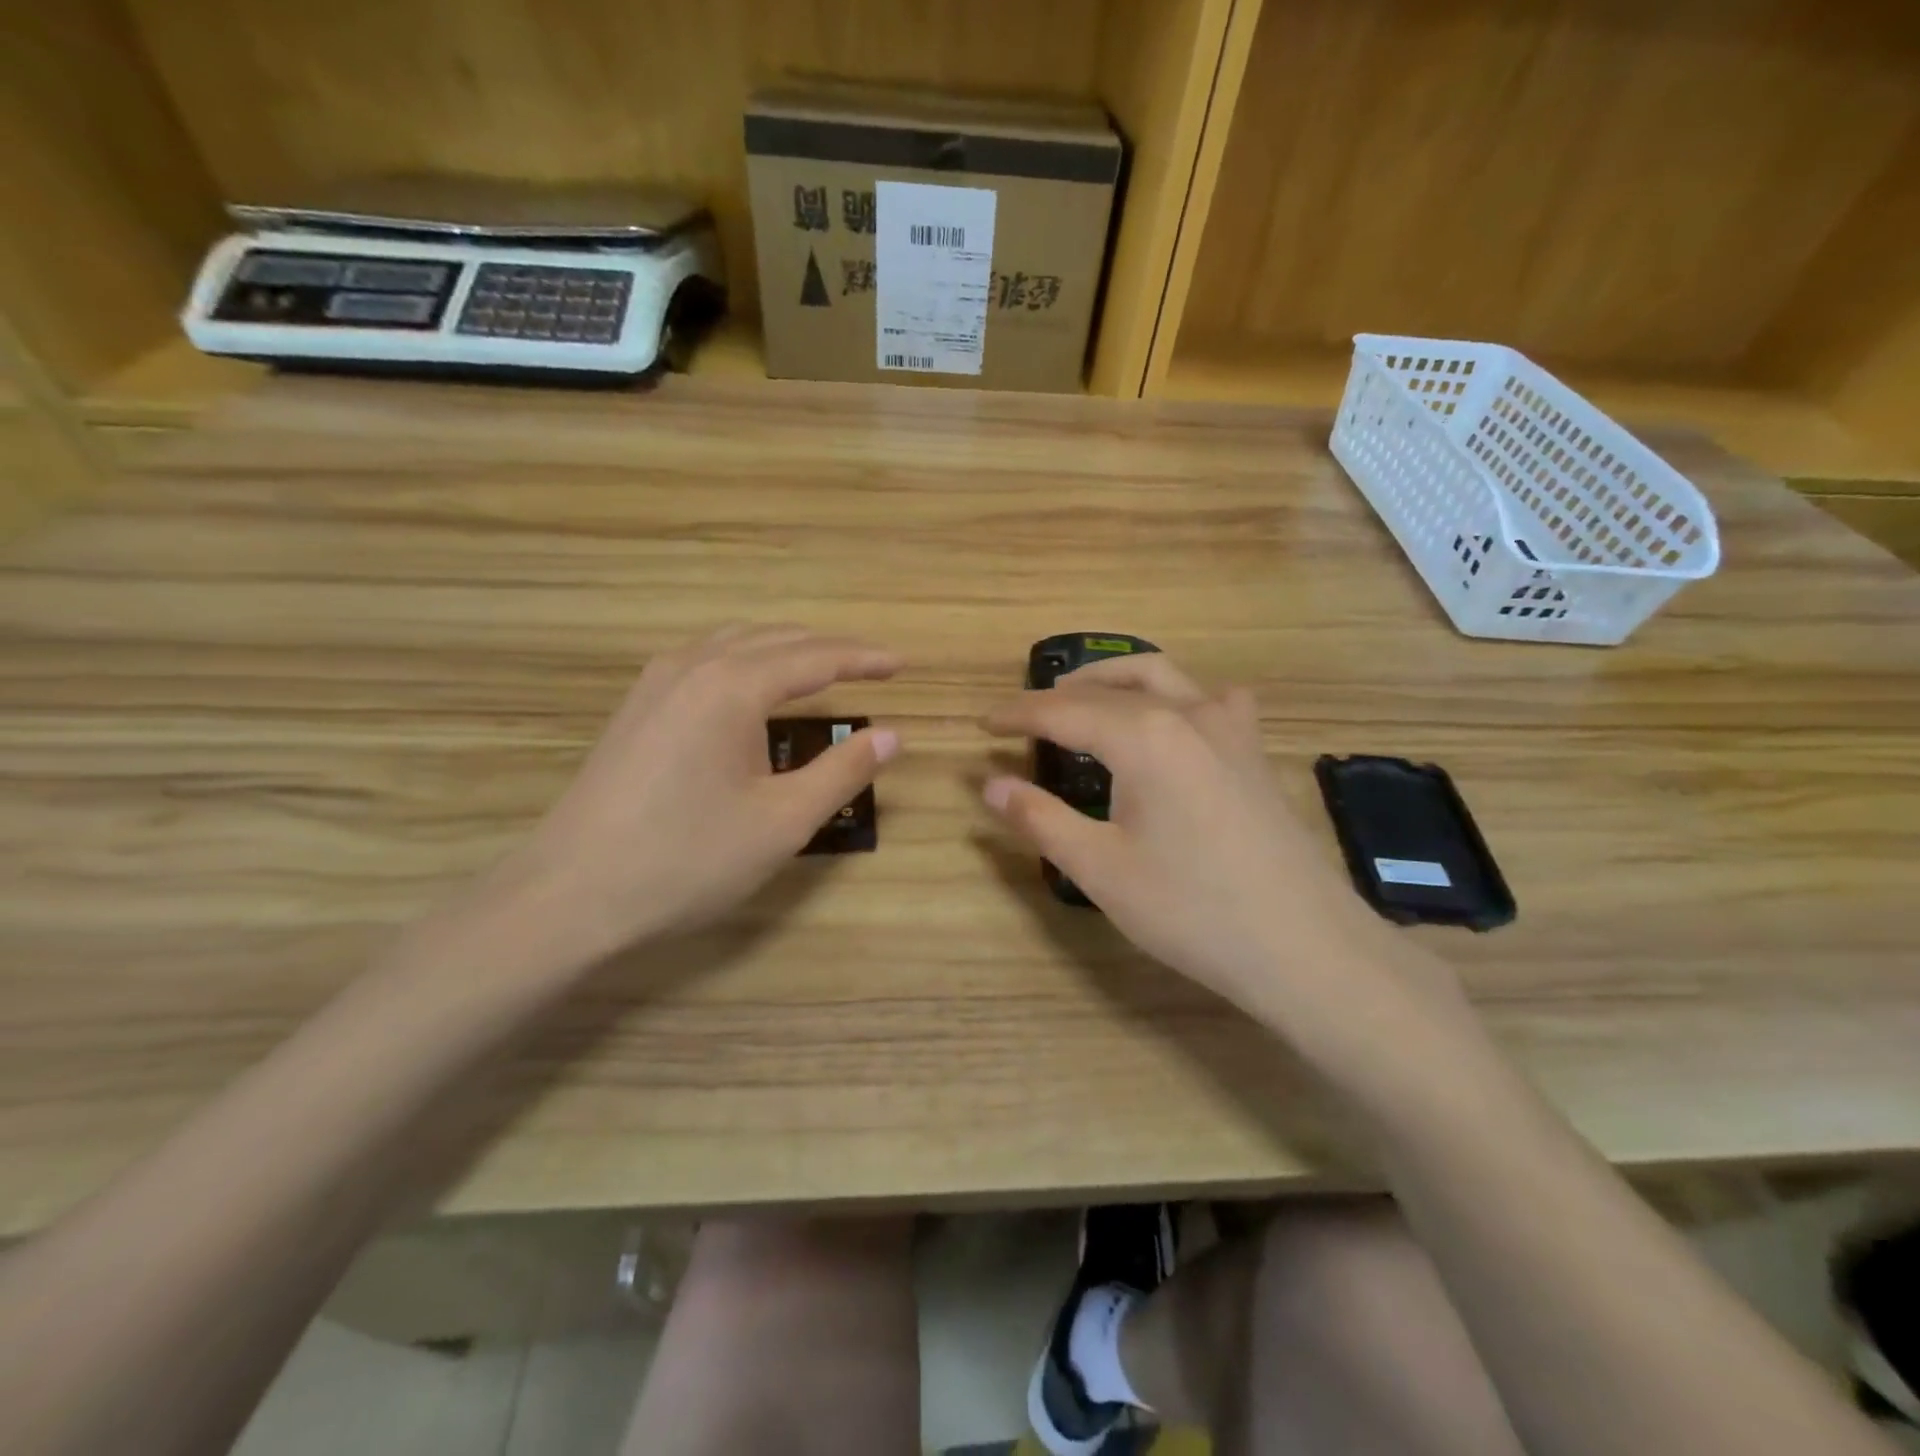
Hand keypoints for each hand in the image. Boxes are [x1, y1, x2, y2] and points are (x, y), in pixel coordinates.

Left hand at [507, 625, 901, 959]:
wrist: (569, 895)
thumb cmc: (686, 860)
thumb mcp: (781, 822)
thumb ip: (842, 772)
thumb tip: (892, 736)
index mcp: (733, 685)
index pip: (816, 657)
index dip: (864, 659)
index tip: (902, 665)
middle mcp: (693, 666)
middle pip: (776, 639)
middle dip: (829, 650)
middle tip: (872, 668)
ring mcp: (656, 683)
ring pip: (735, 643)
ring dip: (785, 650)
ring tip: (821, 671)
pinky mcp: (635, 707)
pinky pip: (705, 660)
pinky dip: (746, 661)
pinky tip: (752, 691)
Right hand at [980, 654, 1397, 1019]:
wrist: (1304, 946)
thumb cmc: (1192, 910)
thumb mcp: (1100, 869)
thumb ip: (1040, 819)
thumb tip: (990, 785)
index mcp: (1143, 736)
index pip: (1062, 711)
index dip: (1017, 715)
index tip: (983, 724)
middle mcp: (1186, 713)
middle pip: (1108, 688)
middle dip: (1058, 698)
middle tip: (1022, 719)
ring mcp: (1229, 727)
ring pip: (1161, 676)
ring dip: (1113, 681)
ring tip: (1082, 703)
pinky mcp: (1253, 750)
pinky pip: (1210, 699)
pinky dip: (1175, 696)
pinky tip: (1172, 722)